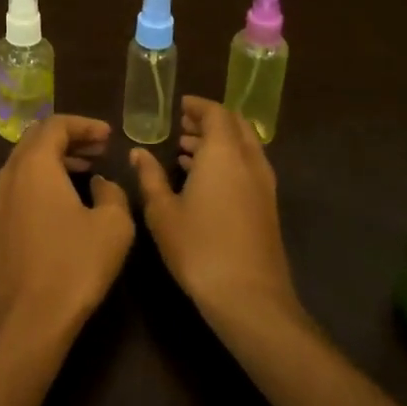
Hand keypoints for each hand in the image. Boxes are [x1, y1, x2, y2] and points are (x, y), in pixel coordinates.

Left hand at [0, 115, 134, 349]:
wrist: (25, 320)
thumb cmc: (72, 266)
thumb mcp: (112, 226)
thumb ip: (113, 194)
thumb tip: (102, 184)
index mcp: (34, 164)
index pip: (56, 125)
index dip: (84, 125)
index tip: (108, 135)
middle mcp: (10, 173)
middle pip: (37, 138)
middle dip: (69, 137)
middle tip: (99, 147)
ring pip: (26, 162)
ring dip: (56, 158)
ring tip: (87, 169)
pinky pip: (21, 184)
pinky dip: (44, 179)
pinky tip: (66, 200)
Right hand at [131, 95, 303, 325]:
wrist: (250, 299)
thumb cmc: (199, 247)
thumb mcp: (162, 211)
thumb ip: (150, 176)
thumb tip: (138, 152)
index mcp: (223, 153)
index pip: (216, 113)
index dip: (198, 106)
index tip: (179, 107)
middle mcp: (248, 161)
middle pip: (236, 125)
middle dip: (210, 120)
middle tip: (183, 125)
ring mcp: (263, 185)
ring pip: (244, 147)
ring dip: (220, 141)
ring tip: (188, 150)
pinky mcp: (268, 207)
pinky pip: (249, 167)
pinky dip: (229, 161)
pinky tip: (205, 181)